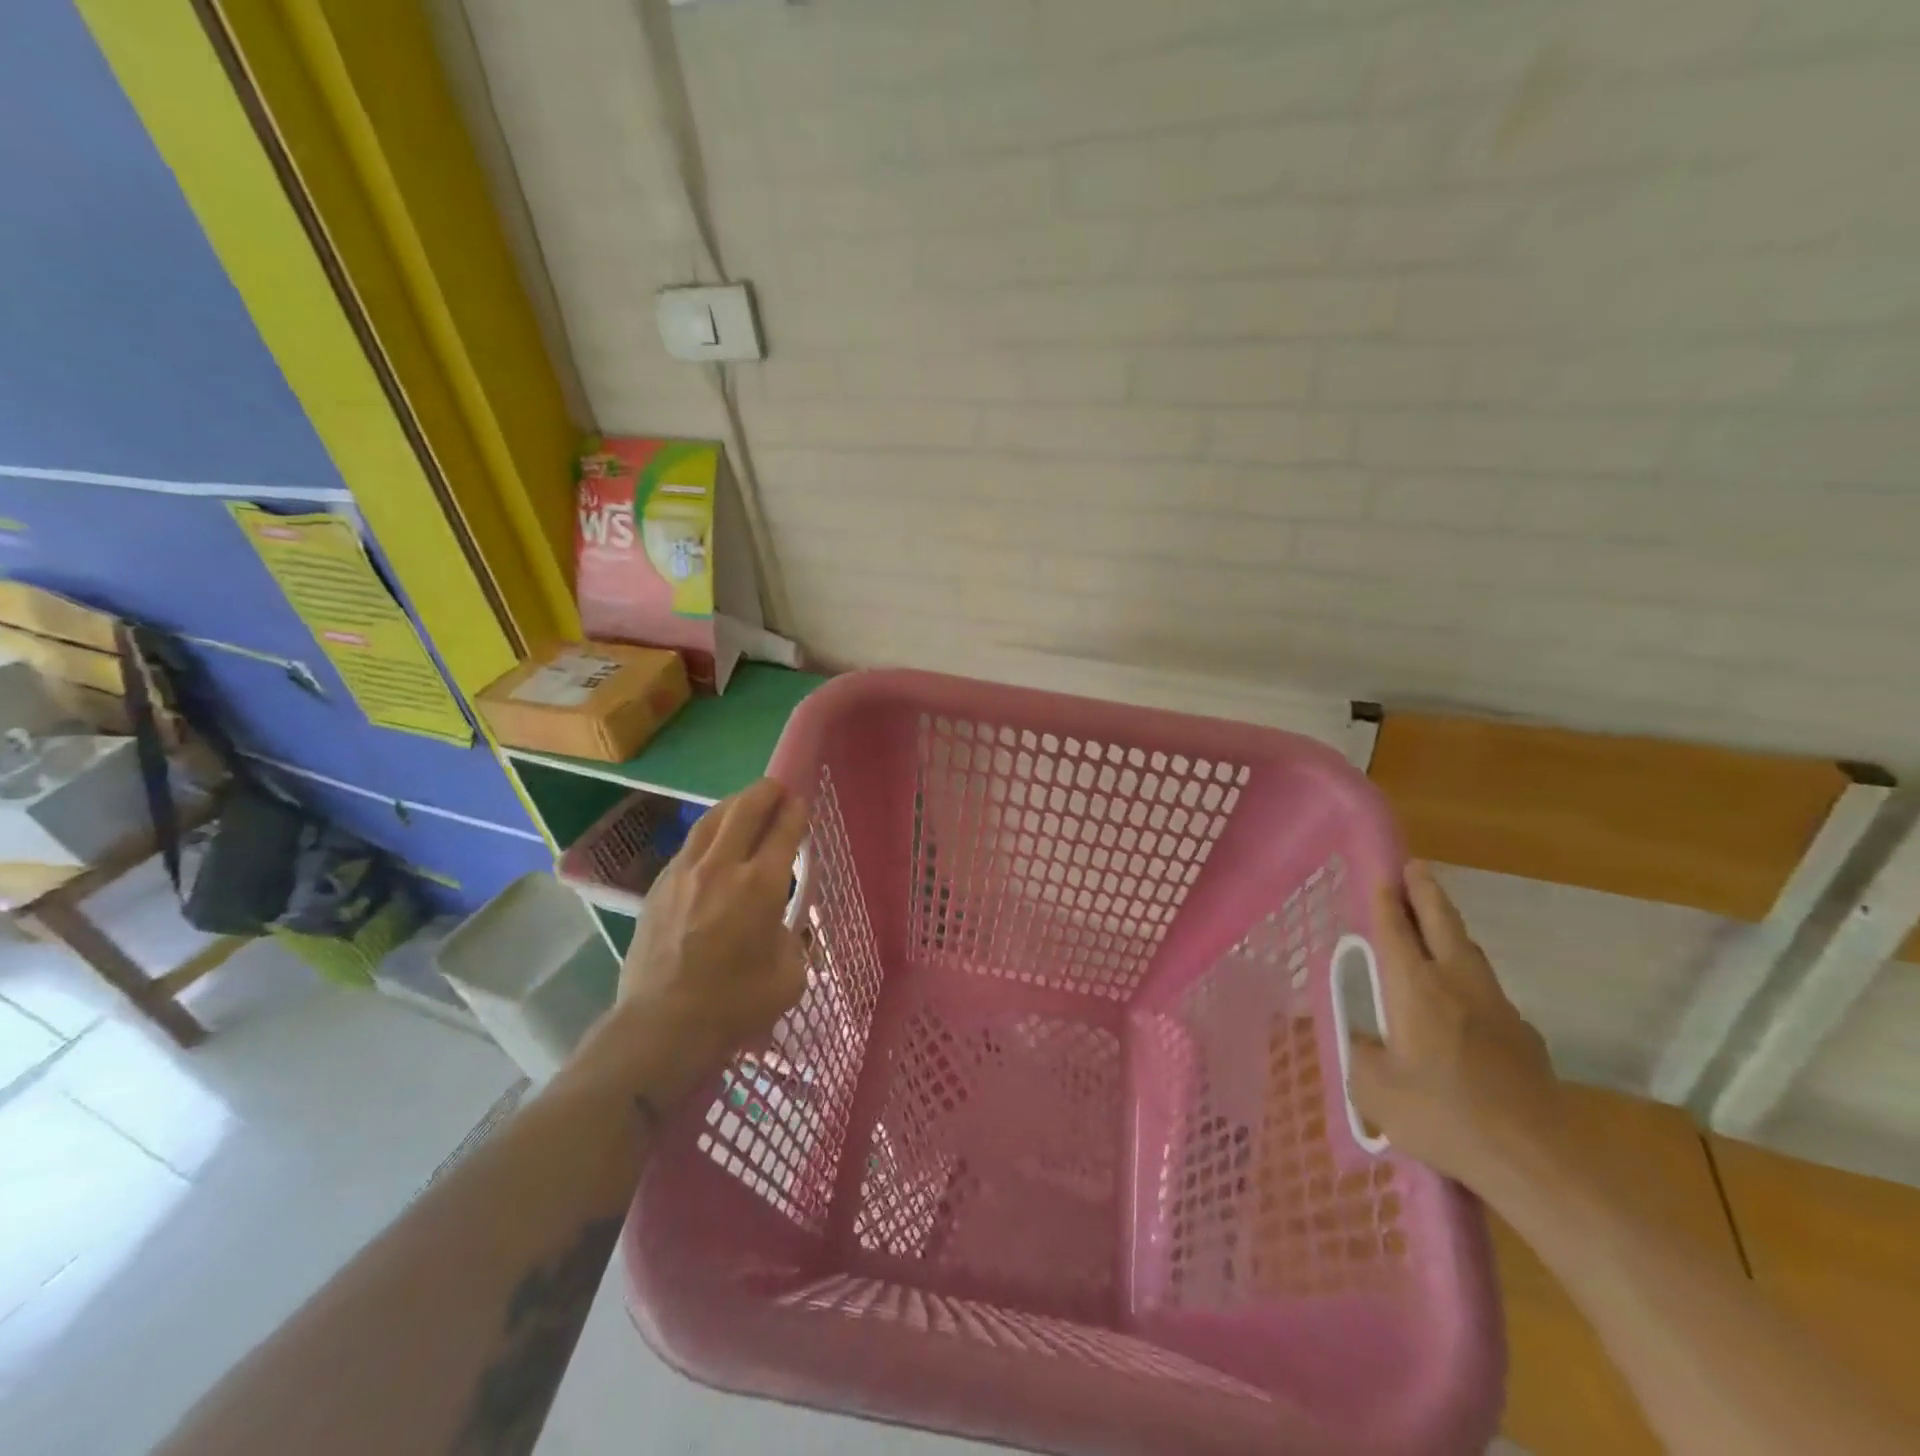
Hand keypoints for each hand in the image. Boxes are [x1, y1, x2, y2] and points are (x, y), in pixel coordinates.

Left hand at [571, 779, 808, 1103]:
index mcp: (761, 885)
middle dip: (767, 792)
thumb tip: (780, 926)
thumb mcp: (789, 976)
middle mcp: (722, 867)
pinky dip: (709, 833)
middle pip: (745, 809)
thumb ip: (792, 940)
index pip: (783, 830)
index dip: (796, 811)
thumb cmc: (735, 1005)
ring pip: (712, 820)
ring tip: (746, 803)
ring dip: (734, 805)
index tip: (802, 803)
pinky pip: (689, 845)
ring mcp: (685, 873)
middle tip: (778, 789)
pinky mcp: (659, 887)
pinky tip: (713, 843)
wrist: (662, 1026)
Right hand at [1347, 862, 1567, 1197]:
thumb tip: (1368, 1043)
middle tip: (1416, 867)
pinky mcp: (1525, 1037)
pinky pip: (1488, 991)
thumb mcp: (1375, 1091)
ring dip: (1451, 930)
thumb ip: (1362, 1057)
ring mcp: (1498, 1008)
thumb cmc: (1443, 1116)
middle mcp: (1457, 984)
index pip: (1396, 930)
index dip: (1387, 900)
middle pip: (1442, 925)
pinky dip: (1470, 977)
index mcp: (1415, 988)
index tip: (1384, 874)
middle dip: (1426, 893)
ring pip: (1471, 953)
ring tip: (1437, 922)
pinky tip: (1465, 1001)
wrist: (1537, 1162)